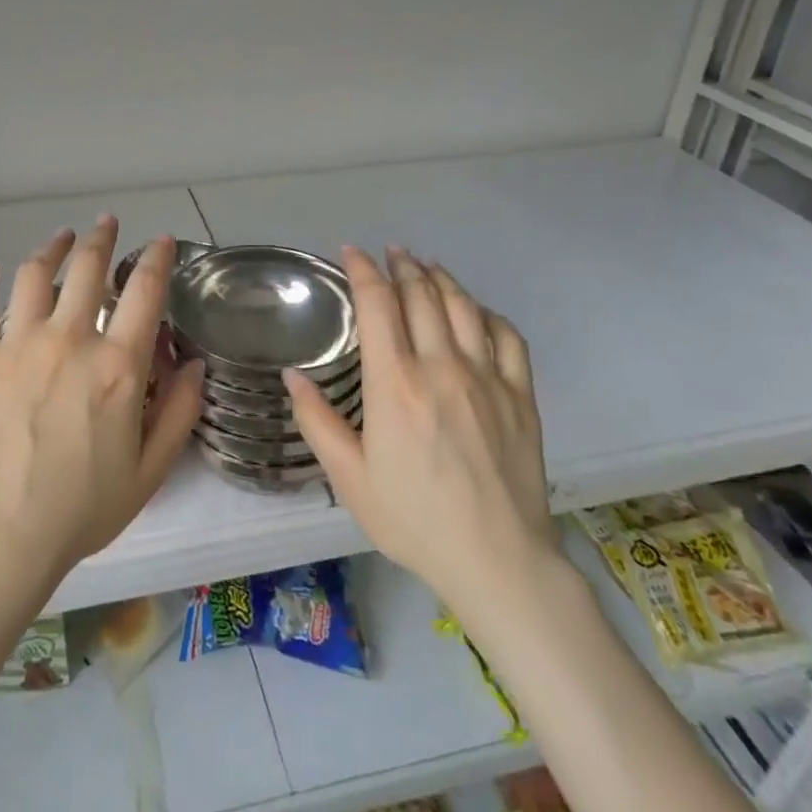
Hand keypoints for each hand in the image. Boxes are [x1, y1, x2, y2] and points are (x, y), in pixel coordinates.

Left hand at [0, 217, 205, 593]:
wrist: (1, 537)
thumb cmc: (82, 508)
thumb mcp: (151, 469)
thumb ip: (180, 411)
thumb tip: (193, 364)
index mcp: (117, 366)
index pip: (144, 291)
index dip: (157, 258)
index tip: (161, 241)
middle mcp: (69, 341)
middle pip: (87, 269)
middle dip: (101, 238)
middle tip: (106, 223)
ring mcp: (17, 345)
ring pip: (35, 275)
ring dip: (52, 247)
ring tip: (61, 236)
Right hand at [287, 247, 560, 611]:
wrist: (497, 559)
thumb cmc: (413, 519)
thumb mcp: (349, 478)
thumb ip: (316, 421)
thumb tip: (291, 374)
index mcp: (395, 383)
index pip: (378, 304)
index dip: (363, 270)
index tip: (352, 253)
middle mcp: (441, 367)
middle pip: (421, 295)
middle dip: (402, 266)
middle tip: (390, 252)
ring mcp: (486, 378)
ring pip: (463, 307)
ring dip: (441, 278)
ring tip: (426, 266)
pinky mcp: (519, 395)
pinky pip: (506, 336)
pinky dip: (486, 313)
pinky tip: (475, 310)